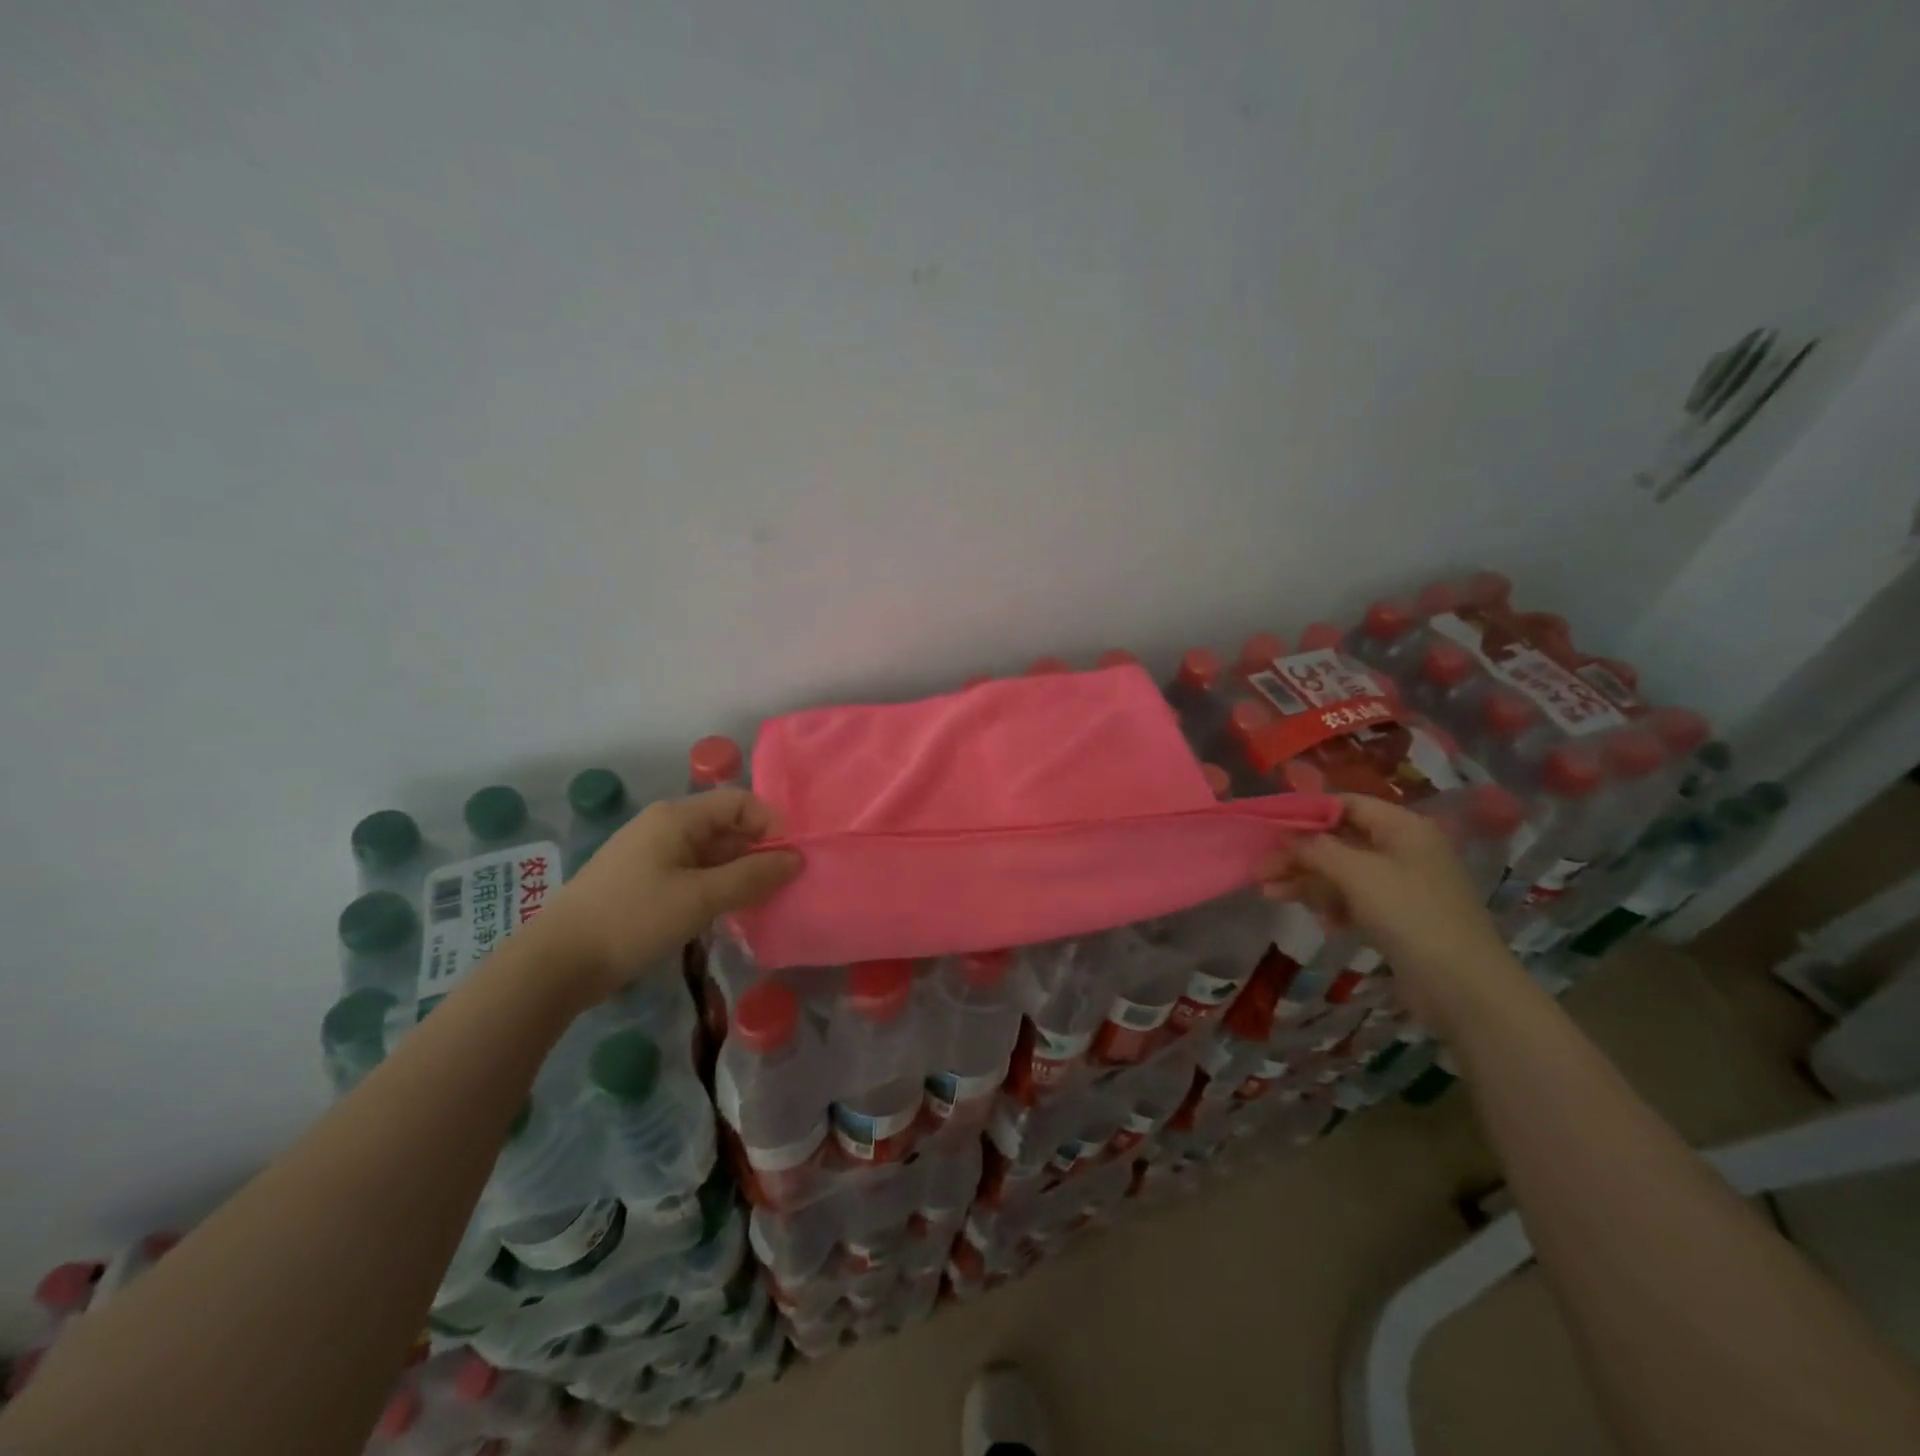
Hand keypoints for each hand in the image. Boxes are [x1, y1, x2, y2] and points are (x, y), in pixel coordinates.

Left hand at [529, 789, 800, 1005]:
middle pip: (726, 827)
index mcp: (677, 817)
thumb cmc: (633, 919)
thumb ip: (752, 876)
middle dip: (757, 852)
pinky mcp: (643, 882)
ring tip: (759, 904)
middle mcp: (665, 826)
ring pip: (711, 853)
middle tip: (781, 888)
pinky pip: (692, 873)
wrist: (556, 963)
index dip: (770, 825)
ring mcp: (651, 854)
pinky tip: (726, 914)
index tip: (790, 861)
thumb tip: (796, 859)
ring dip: (738, 874)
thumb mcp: (700, 898)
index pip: (740, 802)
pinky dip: (715, 888)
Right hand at [1257, 793, 1525, 1037]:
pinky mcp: (1397, 917)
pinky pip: (1353, 899)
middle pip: (1339, 840)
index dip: (1306, 812)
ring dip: (1305, 880)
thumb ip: (1313, 849)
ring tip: (1268, 893)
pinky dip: (1329, 904)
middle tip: (1260, 869)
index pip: (1346, 804)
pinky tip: (1316, 919)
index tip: (1268, 826)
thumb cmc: (1409, 914)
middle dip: (1298, 853)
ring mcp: (1401, 885)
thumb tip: (1284, 841)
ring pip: (1341, 872)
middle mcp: (1403, 849)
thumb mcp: (1355, 872)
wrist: (1463, 987)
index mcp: (1403, 827)